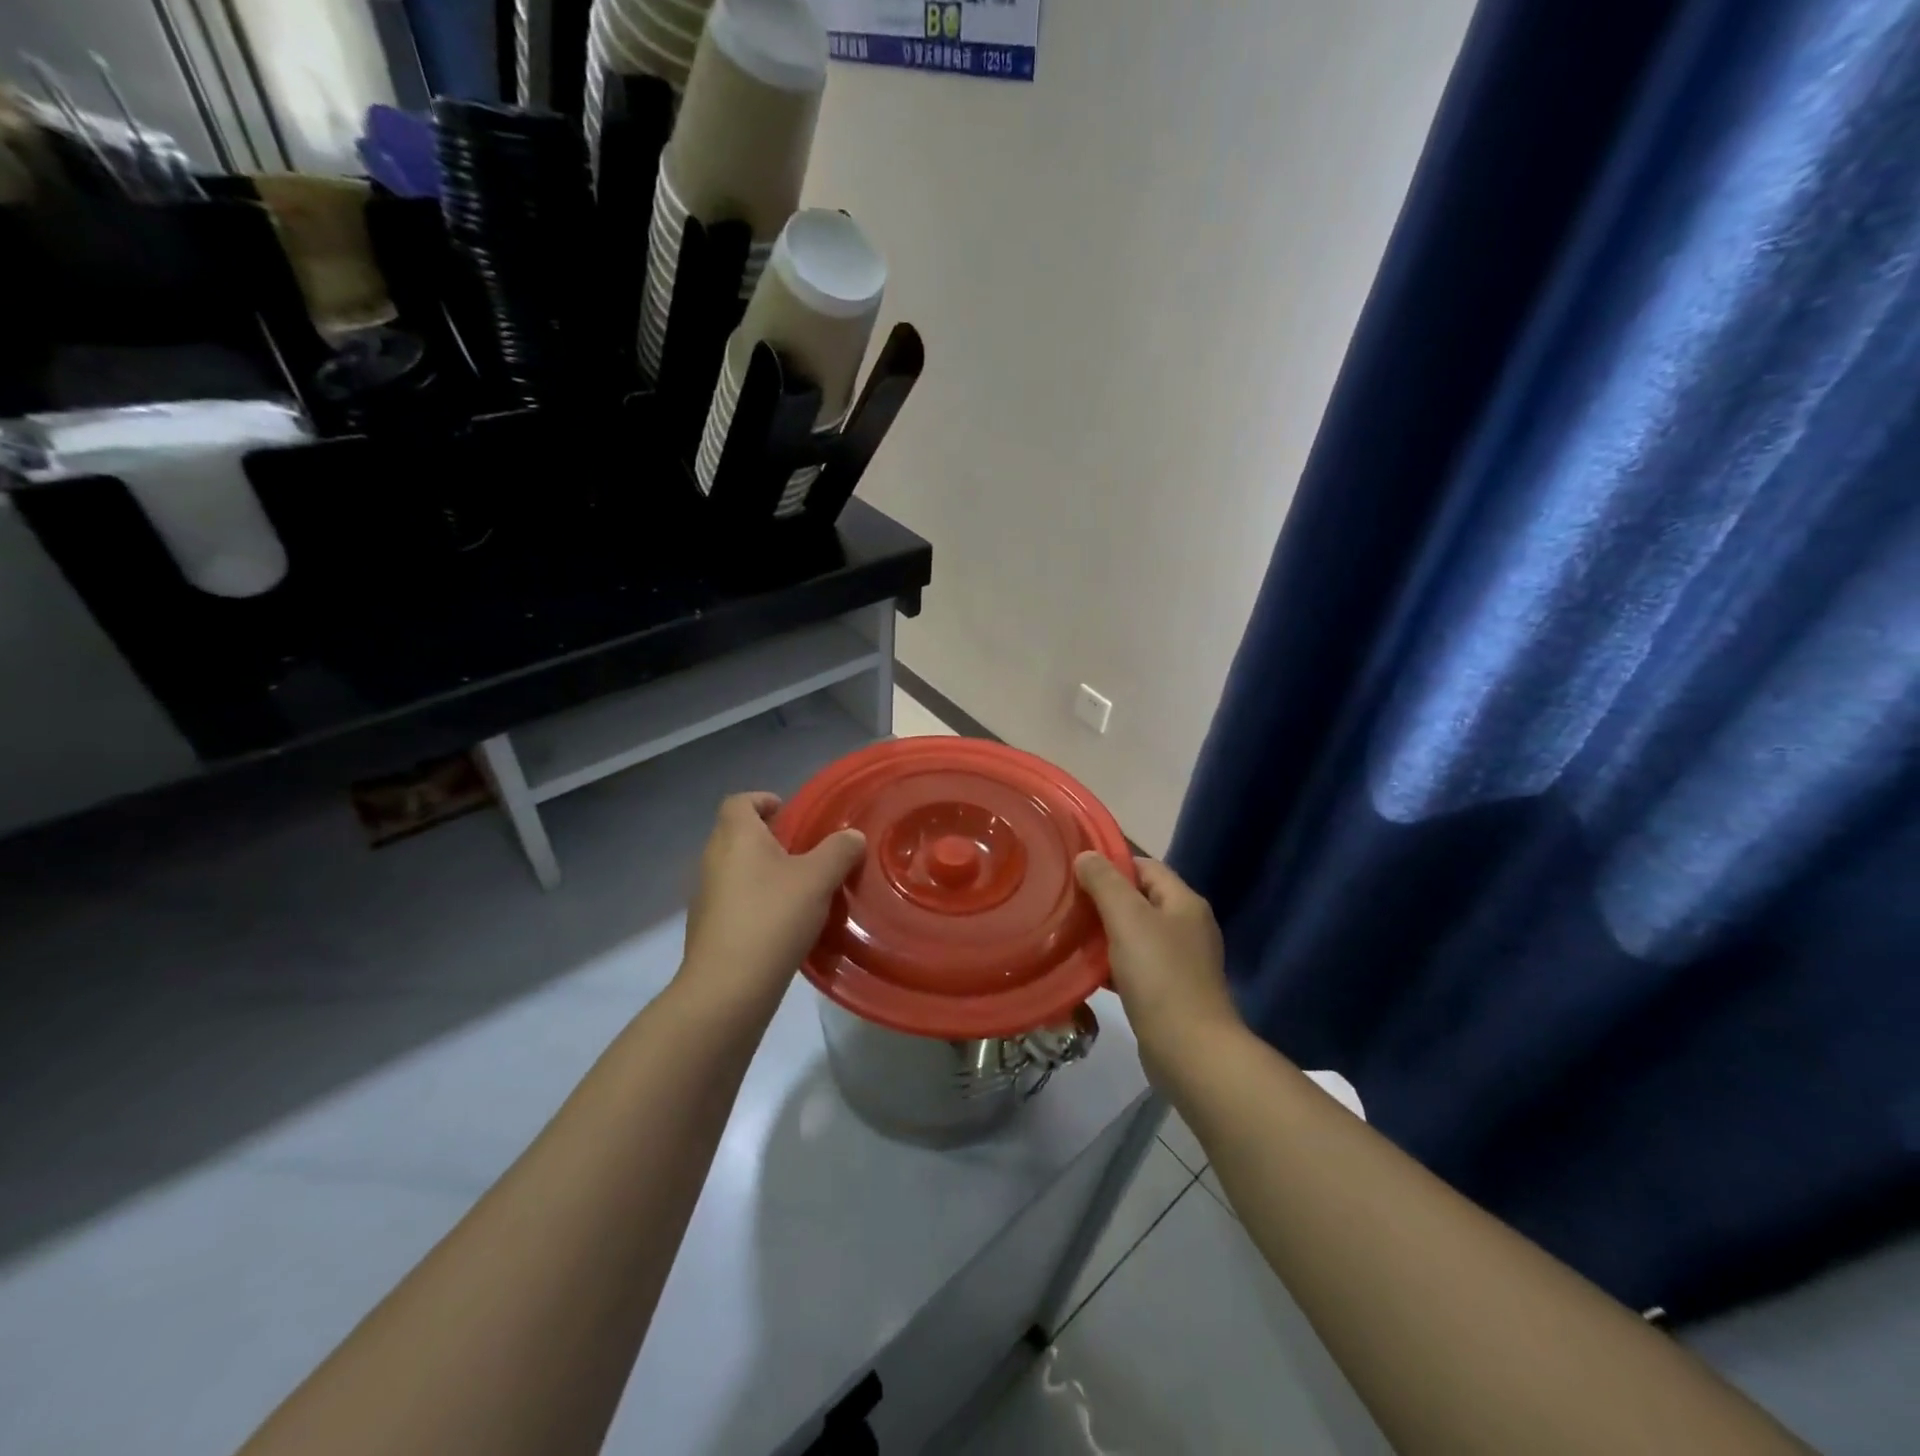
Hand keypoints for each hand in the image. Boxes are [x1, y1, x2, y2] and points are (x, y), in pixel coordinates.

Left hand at [681, 792, 866, 1008]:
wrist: (728, 988)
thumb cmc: (772, 918)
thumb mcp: (818, 879)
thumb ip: (839, 851)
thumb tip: (852, 836)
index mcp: (736, 836)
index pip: (740, 801)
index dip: (763, 800)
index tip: (790, 812)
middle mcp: (713, 859)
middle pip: (737, 833)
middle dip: (769, 837)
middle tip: (805, 851)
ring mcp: (706, 895)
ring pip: (736, 868)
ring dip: (763, 871)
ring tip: (799, 888)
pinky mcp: (707, 927)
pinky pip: (734, 899)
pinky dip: (755, 899)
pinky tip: (782, 922)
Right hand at [1075, 854, 1240, 1080]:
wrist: (1190, 1051)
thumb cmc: (1159, 975)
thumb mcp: (1128, 918)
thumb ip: (1105, 883)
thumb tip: (1086, 856)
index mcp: (1184, 902)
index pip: (1145, 866)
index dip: (1112, 864)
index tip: (1076, 871)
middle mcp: (1187, 927)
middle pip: (1140, 900)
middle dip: (1104, 899)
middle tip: (1067, 902)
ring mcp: (1181, 962)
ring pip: (1135, 935)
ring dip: (1105, 933)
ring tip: (1069, 933)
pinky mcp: (1170, 993)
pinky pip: (1136, 966)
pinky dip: (1112, 964)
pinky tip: (1087, 970)